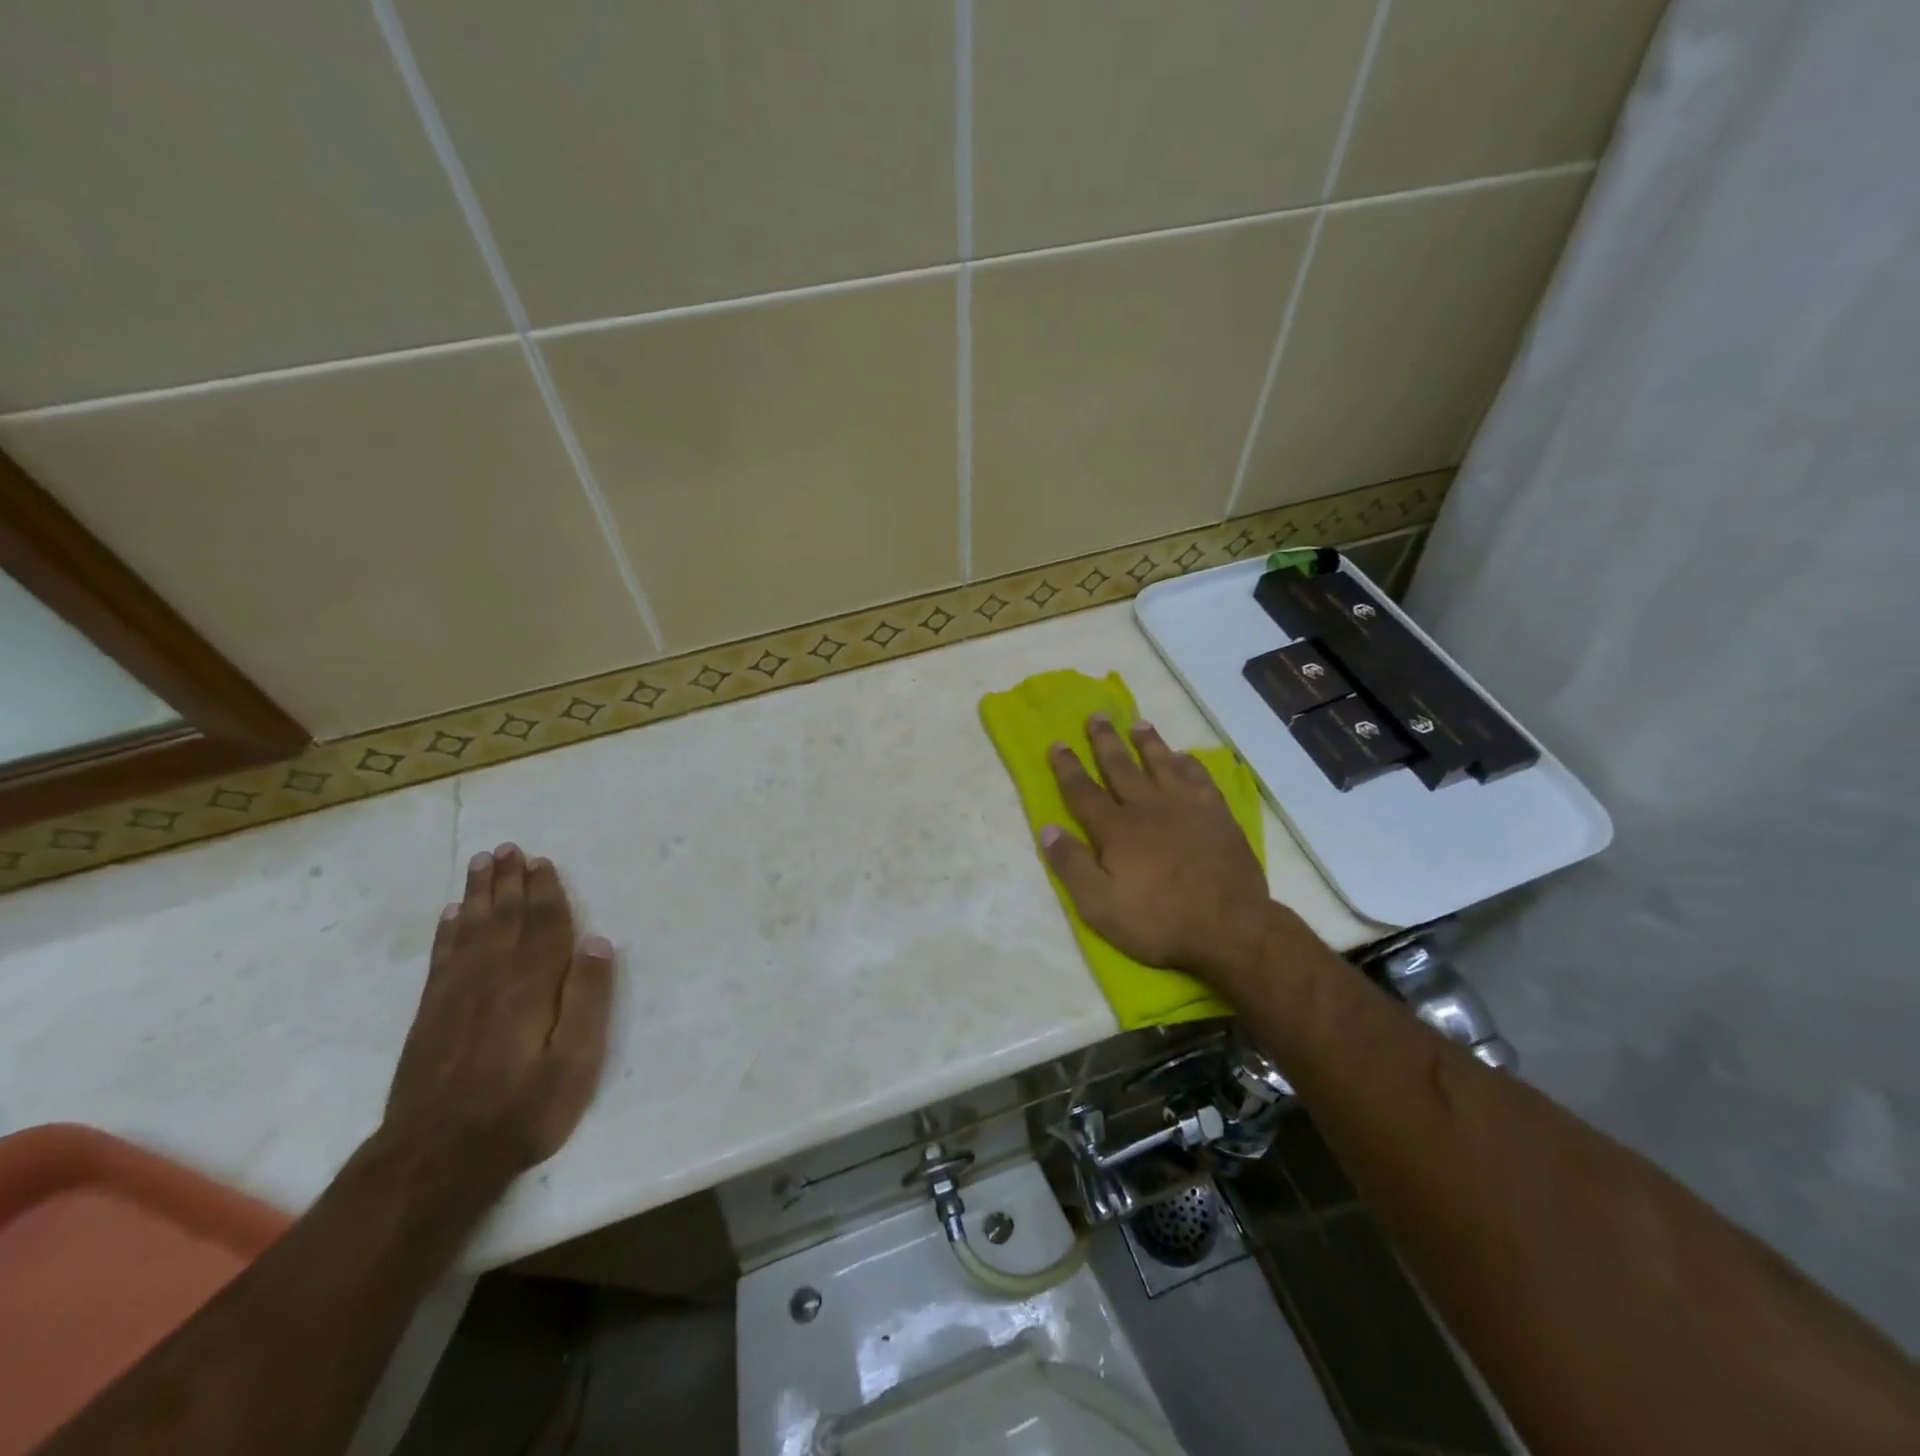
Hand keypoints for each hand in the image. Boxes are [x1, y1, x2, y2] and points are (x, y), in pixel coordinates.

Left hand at [384, 844, 614, 1185]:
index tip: (543, 861)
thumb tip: (598, 942)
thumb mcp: (575, 1061)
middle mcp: (491, 978)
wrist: (435, 1159)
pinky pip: (441, 957)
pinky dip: (448, 931)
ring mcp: (455, 995)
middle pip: (503, 918)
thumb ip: (588, 999)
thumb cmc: (522, 1110)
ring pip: (470, 929)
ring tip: (482, 863)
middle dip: (509, 881)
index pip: (542, 926)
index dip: (545, 892)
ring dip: (478, 894)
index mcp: (531, 986)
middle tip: (509, 848)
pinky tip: (451, 915)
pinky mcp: (430, 1015)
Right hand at [1041, 715, 1278, 989]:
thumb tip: (1047, 828)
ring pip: (1162, 763)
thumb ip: (1072, 865)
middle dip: (1105, 741)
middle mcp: (1148, 807)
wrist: (1231, 928)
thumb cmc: (1159, 921)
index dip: (1067, 767)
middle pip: (1121, 766)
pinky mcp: (1217, 814)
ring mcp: (1186, 807)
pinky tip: (1184, 757)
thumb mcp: (1100, 906)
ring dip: (1148, 742)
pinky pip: (1199, 778)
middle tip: (1096, 716)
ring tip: (1138, 724)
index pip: (1083, 791)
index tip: (1057, 743)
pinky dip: (1189, 764)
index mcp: (1117, 829)